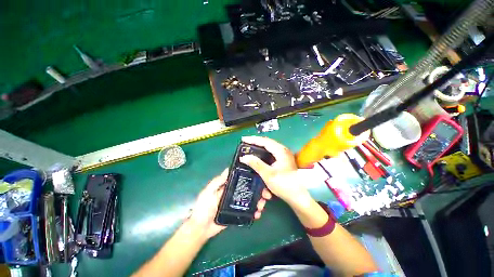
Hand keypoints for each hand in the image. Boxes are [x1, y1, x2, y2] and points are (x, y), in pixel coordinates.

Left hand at [187, 168, 270, 239]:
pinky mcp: (238, 213)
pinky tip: (258, 213)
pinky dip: (254, 211)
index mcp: (228, 186)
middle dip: (258, 190)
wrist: (201, 229)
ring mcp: (237, 203)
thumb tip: (228, 168)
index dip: (251, 178)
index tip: (261, 178)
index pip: (241, 179)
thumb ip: (218, 181)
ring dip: (258, 201)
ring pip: (250, 199)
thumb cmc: (203, 207)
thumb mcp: (209, 192)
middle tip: (266, 195)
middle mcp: (234, 192)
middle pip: (248, 189)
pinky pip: (248, 210)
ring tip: (262, 205)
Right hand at [239, 136, 310, 207]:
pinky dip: (264, 156)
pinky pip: (271, 155)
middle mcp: (283, 151)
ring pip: (269, 149)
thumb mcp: (268, 174)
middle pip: (267, 143)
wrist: (299, 197)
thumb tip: (244, 157)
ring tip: (251, 148)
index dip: (253, 139)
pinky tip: (260, 157)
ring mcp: (284, 156)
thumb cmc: (284, 184)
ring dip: (260, 149)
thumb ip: (256, 164)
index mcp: (280, 151)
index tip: (243, 139)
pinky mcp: (283, 162)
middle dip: (256, 143)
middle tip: (246, 143)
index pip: (264, 141)